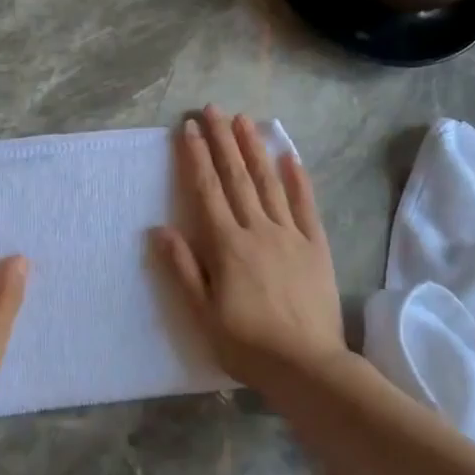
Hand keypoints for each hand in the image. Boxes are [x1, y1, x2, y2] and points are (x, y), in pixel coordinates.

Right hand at [152, 108, 347, 391]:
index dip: (196, 157)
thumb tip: (158, 229)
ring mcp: (290, 234)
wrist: (306, 366)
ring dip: (254, 148)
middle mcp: (257, 229)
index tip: (189, 128)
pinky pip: (305, 205)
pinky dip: (298, 179)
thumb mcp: (201, 314)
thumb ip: (182, 268)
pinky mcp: (315, 246)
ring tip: (244, 119)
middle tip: (212, 109)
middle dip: (223, 140)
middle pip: (237, 177)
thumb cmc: (247, 344)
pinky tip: (291, 156)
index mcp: (226, 245)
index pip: (207, 190)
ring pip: (269, 182)